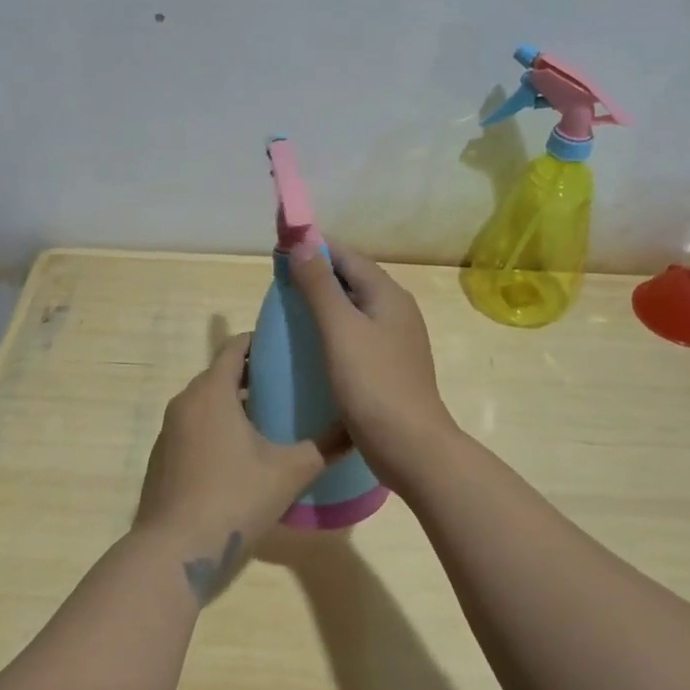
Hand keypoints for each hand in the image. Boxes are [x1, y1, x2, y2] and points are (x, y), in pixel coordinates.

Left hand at [134, 334, 341, 600]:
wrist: (174, 552)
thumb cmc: (234, 498)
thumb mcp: (289, 472)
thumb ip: (325, 447)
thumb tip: (356, 429)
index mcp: (211, 392)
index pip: (234, 348)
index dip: (260, 342)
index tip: (288, 347)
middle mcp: (184, 403)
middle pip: (220, 375)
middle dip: (253, 376)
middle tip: (289, 385)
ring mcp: (169, 432)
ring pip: (207, 404)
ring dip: (236, 405)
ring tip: (272, 420)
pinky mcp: (163, 459)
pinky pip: (194, 429)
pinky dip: (217, 429)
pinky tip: (242, 456)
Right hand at [287, 243, 459, 484]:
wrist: (409, 446)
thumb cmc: (373, 383)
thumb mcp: (340, 329)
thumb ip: (320, 286)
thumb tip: (304, 242)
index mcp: (388, 295)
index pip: (348, 256)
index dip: (315, 249)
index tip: (279, 252)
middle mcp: (396, 311)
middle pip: (353, 281)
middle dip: (317, 276)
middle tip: (279, 285)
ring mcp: (396, 341)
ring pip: (354, 310)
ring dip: (324, 305)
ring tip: (289, 314)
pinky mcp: (388, 367)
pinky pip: (356, 336)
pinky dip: (333, 332)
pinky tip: (312, 348)